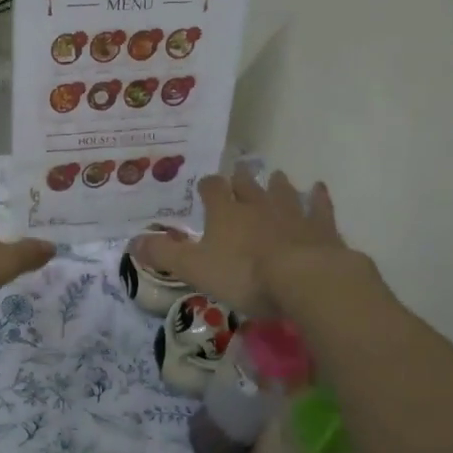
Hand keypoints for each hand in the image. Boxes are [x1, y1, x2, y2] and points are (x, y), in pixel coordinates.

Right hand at [132, 166, 384, 314]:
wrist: (305, 279)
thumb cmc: (244, 274)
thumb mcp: (195, 268)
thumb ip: (164, 254)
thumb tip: (132, 241)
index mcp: (226, 214)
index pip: (212, 190)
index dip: (208, 187)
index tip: (205, 187)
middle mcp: (257, 205)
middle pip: (248, 185)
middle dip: (241, 180)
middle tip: (240, 174)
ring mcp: (292, 213)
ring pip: (282, 192)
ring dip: (277, 184)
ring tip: (275, 176)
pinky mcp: (321, 228)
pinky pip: (319, 207)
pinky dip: (318, 198)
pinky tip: (319, 189)